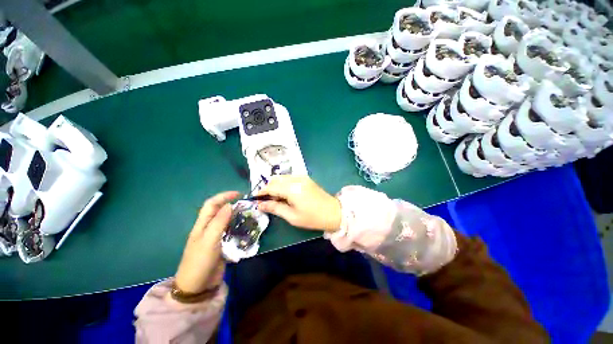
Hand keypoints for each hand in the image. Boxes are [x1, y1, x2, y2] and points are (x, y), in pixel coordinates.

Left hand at [174, 191, 238, 293]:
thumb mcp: (209, 240)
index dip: (224, 196)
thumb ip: (219, 222)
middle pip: (220, 211)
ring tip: (249, 215)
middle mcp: (209, 228)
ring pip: (227, 221)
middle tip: (247, 205)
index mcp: (202, 224)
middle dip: (232, 205)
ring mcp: (216, 237)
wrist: (198, 286)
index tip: (239, 194)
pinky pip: (231, 231)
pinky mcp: (222, 245)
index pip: (212, 204)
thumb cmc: (200, 261)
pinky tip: (246, 228)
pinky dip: (238, 227)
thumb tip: (230, 205)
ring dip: (237, 216)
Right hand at [257, 175, 340, 231]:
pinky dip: (283, 184)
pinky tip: (285, 194)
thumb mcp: (292, 216)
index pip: (271, 186)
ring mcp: (302, 177)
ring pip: (282, 177)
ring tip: (276, 199)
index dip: (261, 192)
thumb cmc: (312, 218)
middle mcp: (296, 179)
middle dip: (268, 188)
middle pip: (275, 179)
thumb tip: (259, 205)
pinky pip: (290, 178)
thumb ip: (275, 208)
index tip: (256, 200)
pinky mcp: (306, 178)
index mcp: (292, 188)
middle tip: (266, 201)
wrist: (333, 212)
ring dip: (276, 185)